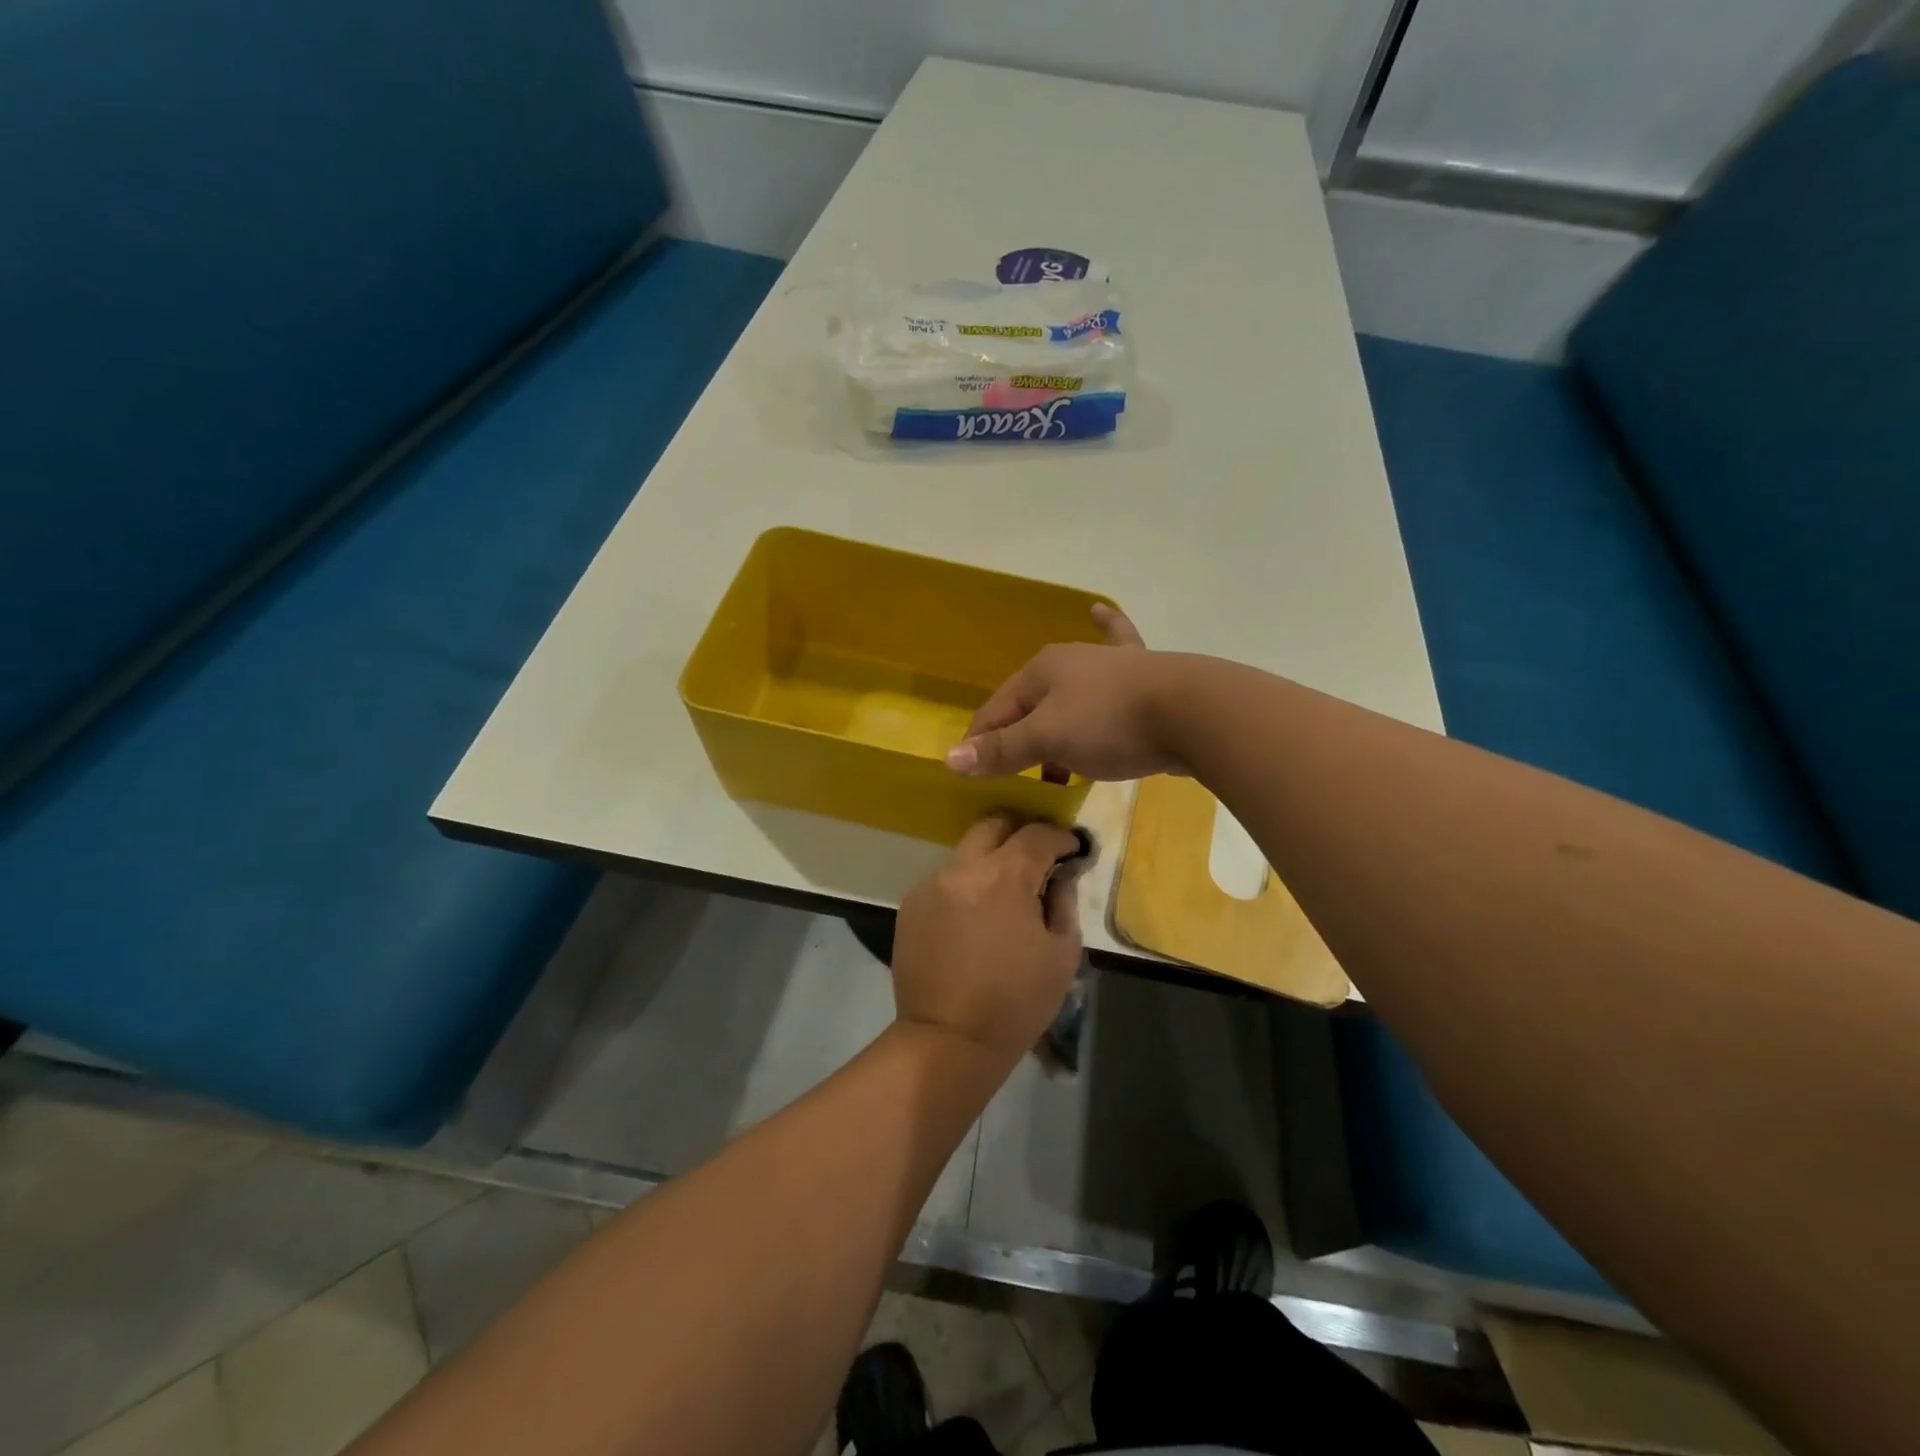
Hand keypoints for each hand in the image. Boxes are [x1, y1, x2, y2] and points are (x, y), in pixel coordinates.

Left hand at [891, 815, 1083, 1060]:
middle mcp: (963, 868)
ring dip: (990, 861)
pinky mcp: (911, 904)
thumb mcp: (1061, 954)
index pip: (1037, 834)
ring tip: (1004, 893)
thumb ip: (1064, 901)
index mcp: (1004, 877)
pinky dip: (965, 885)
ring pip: (966, 852)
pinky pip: (945, 879)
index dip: (1060, 837)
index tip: (1072, 849)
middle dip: (1020, 833)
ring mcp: (931, 884)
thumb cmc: (1016, 1002)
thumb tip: (1061, 875)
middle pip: (993, 825)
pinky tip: (974, 917)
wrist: (949, 1039)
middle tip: (1036, 858)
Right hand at [945, 605, 1188, 780]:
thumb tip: (950, 758)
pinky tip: (1099, 609)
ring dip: (1056, 724)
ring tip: (1054, 761)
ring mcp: (1109, 664)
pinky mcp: (1143, 675)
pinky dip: (1107, 632)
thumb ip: (1001, 750)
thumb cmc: (1110, 723)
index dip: (981, 743)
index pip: (996, 710)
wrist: (1193, 711)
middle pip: (1031, 704)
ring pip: (1070, 696)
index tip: (974, 774)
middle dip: (1021, 738)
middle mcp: (1071, 659)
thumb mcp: (1048, 740)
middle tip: (1017, 773)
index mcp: (1041, 670)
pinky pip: (1116, 655)